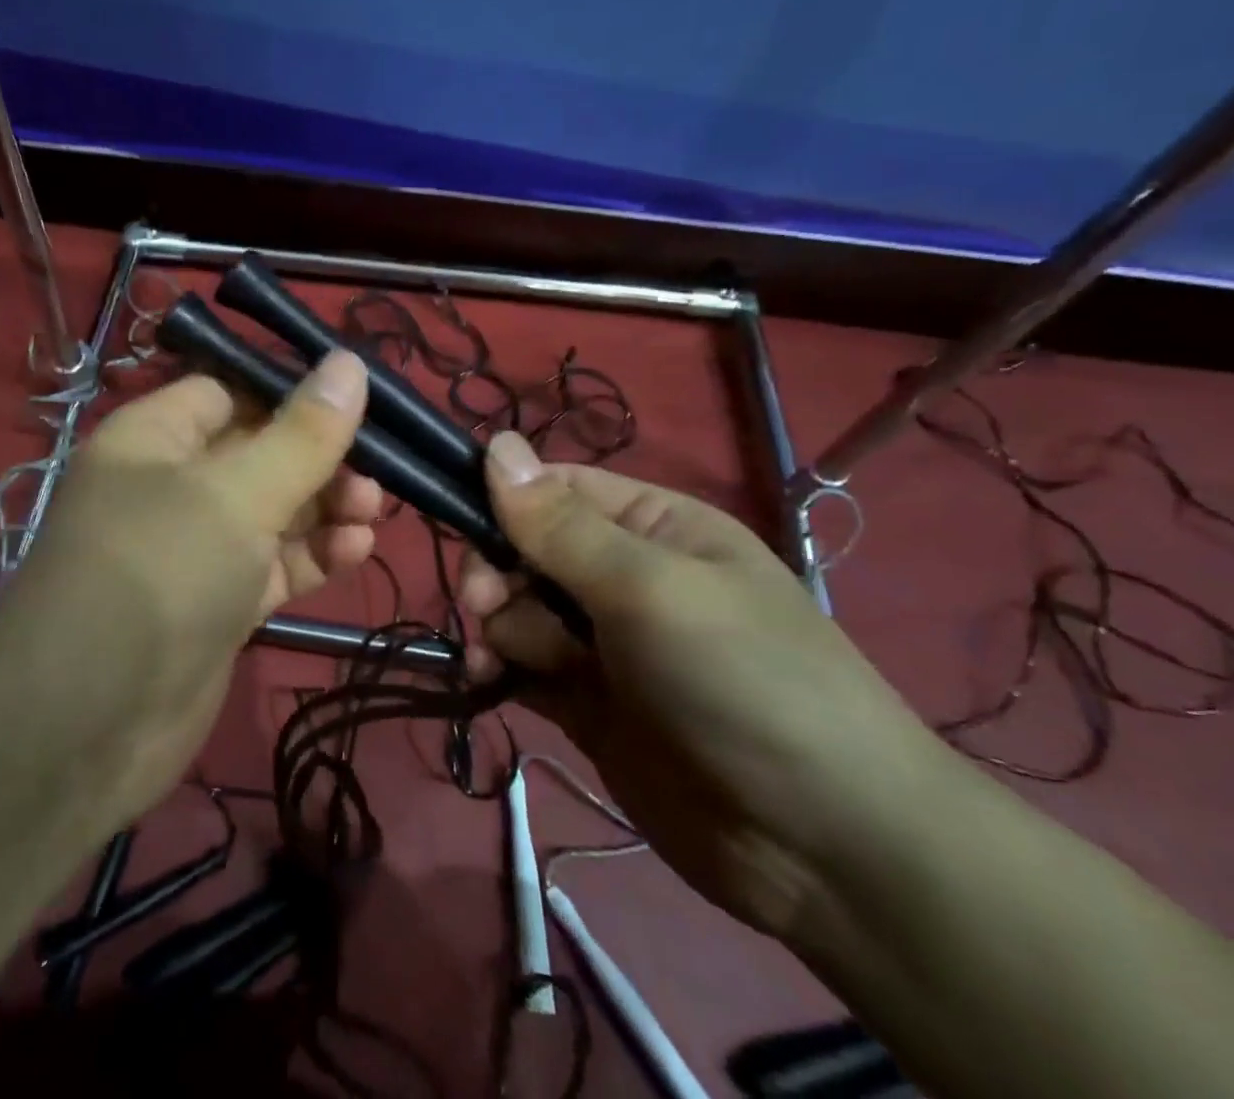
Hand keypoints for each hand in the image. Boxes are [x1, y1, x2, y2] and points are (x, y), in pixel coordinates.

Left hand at [0, 351, 381, 826]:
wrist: (89, 723)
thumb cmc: (161, 570)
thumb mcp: (238, 492)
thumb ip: (302, 433)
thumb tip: (349, 362)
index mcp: (156, 437)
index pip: (229, 390)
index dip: (291, 392)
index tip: (357, 401)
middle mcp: (171, 486)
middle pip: (259, 451)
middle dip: (319, 458)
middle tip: (376, 474)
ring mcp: (194, 549)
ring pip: (271, 512)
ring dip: (324, 508)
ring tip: (372, 512)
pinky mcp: (216, 604)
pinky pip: (272, 565)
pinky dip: (312, 556)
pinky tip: (355, 550)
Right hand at [461, 433, 944, 937]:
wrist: (824, 849)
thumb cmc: (742, 682)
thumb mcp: (649, 589)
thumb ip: (560, 526)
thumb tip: (495, 442)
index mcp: (651, 526)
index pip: (553, 489)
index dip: (503, 502)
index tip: (468, 531)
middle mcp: (622, 575)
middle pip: (522, 549)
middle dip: (497, 575)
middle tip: (488, 606)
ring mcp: (601, 641)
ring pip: (514, 608)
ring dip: (496, 628)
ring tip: (500, 662)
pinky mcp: (584, 700)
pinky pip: (518, 664)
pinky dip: (495, 667)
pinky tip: (485, 681)